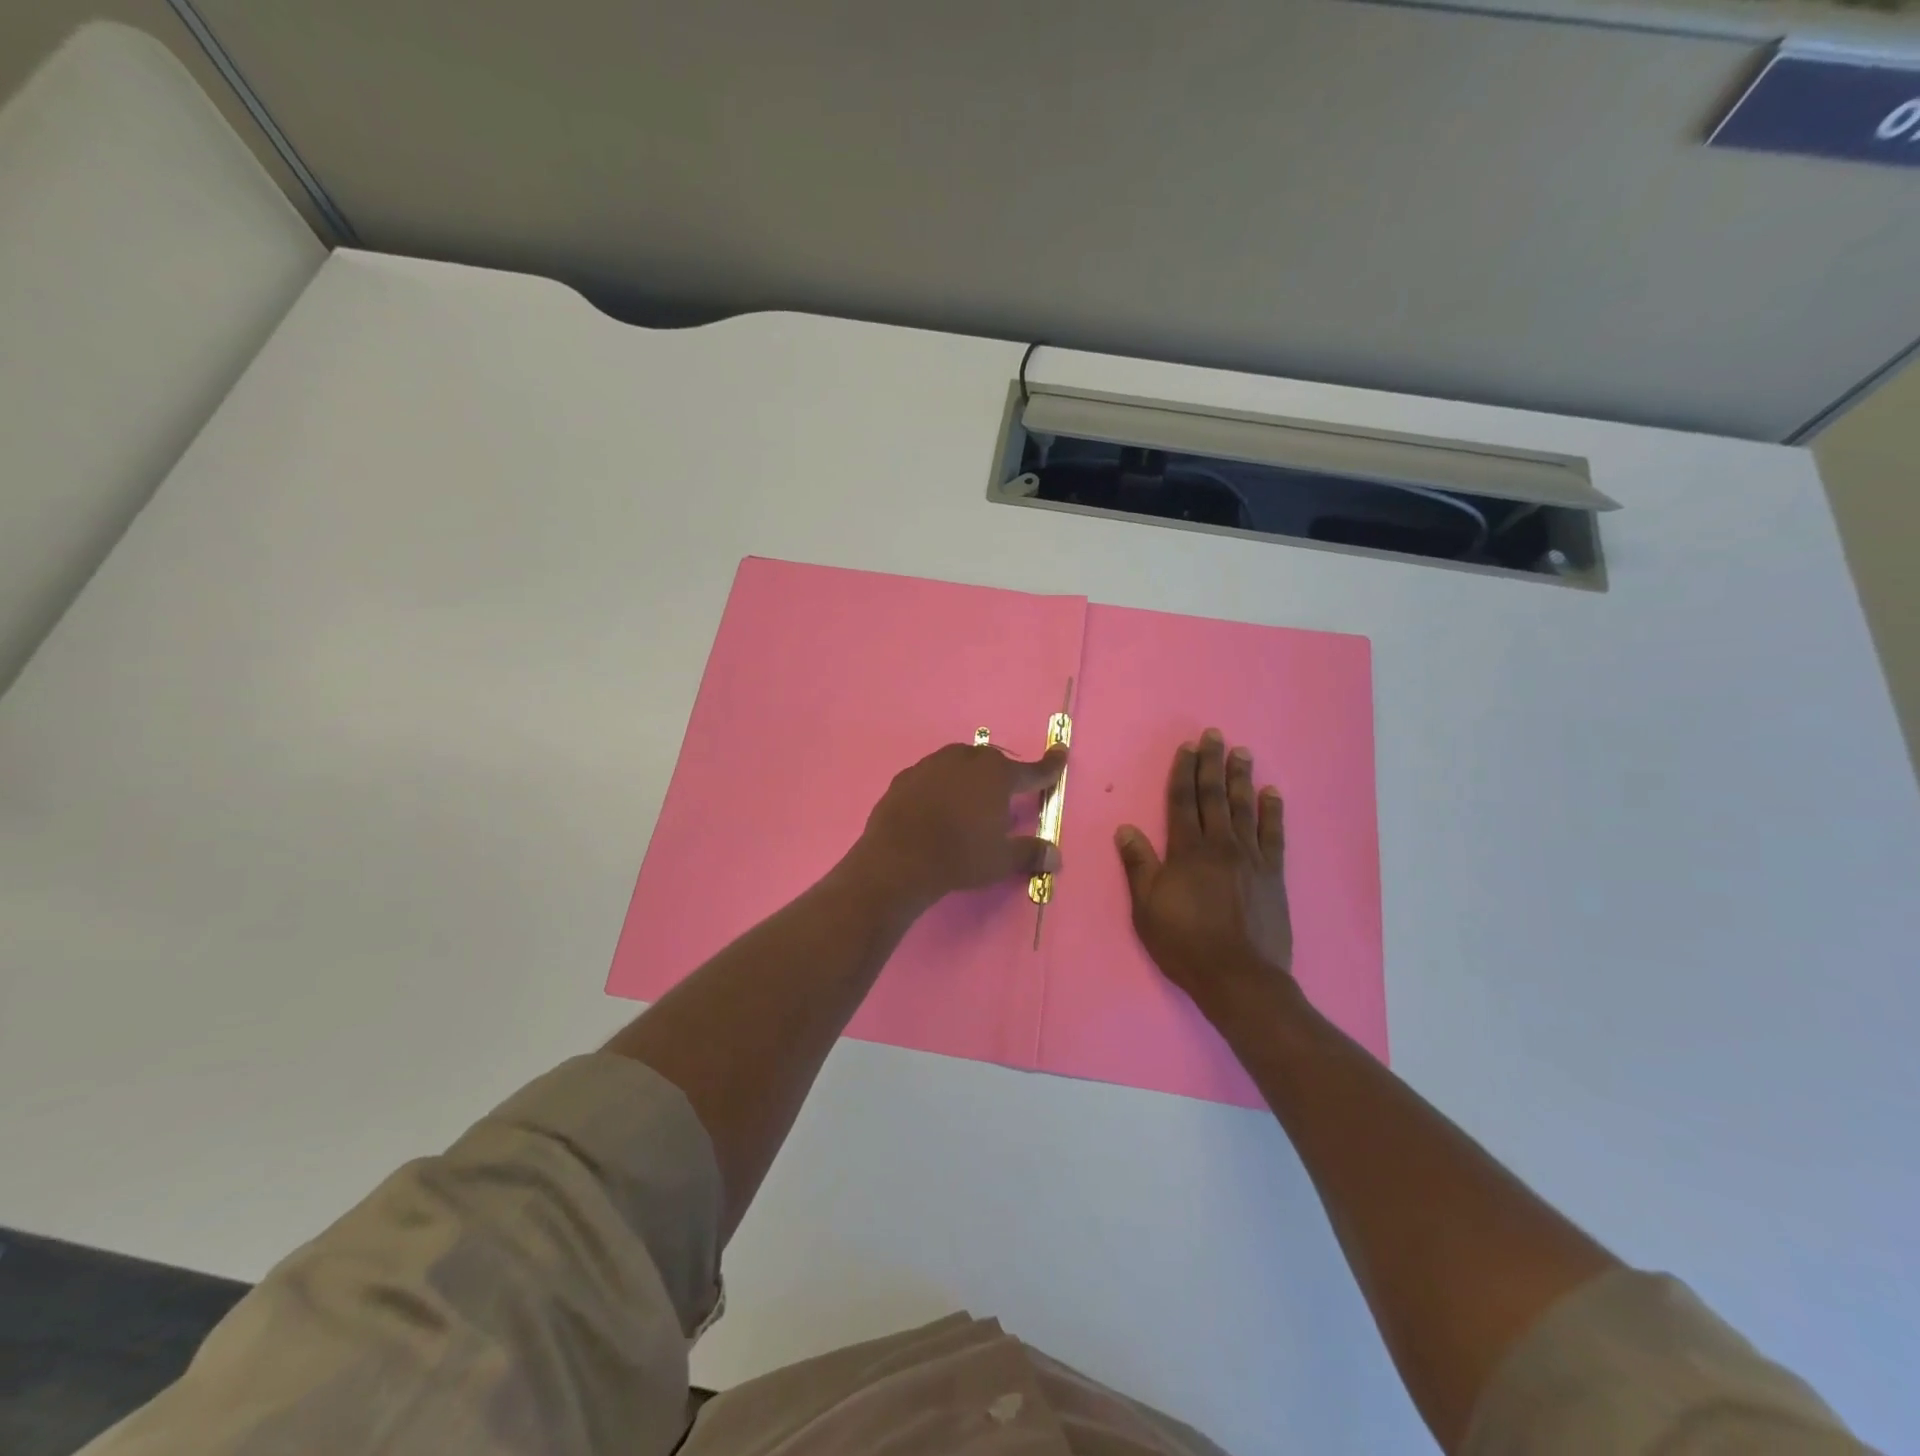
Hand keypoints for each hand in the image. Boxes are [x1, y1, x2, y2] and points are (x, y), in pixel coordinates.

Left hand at [849, 740, 1068, 910]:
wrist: (899, 858)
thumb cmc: (960, 856)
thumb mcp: (1001, 860)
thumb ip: (1030, 853)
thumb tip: (1055, 857)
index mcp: (997, 775)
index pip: (1032, 771)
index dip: (1050, 766)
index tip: (1060, 752)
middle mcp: (966, 760)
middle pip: (992, 762)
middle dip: (1002, 776)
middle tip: (1003, 796)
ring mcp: (933, 764)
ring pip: (959, 763)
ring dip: (968, 776)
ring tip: (967, 801)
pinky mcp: (906, 776)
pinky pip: (931, 776)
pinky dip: (939, 786)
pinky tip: (935, 806)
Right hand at [1116, 729, 1293, 1023]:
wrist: (1239, 977)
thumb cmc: (1184, 943)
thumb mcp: (1146, 907)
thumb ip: (1139, 865)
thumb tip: (1126, 828)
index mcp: (1187, 851)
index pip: (1183, 802)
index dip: (1183, 773)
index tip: (1187, 748)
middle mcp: (1220, 845)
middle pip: (1214, 796)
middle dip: (1212, 764)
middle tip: (1214, 735)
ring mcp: (1251, 858)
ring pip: (1244, 808)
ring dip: (1241, 778)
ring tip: (1242, 752)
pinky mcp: (1273, 875)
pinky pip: (1274, 835)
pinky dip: (1273, 812)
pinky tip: (1272, 793)